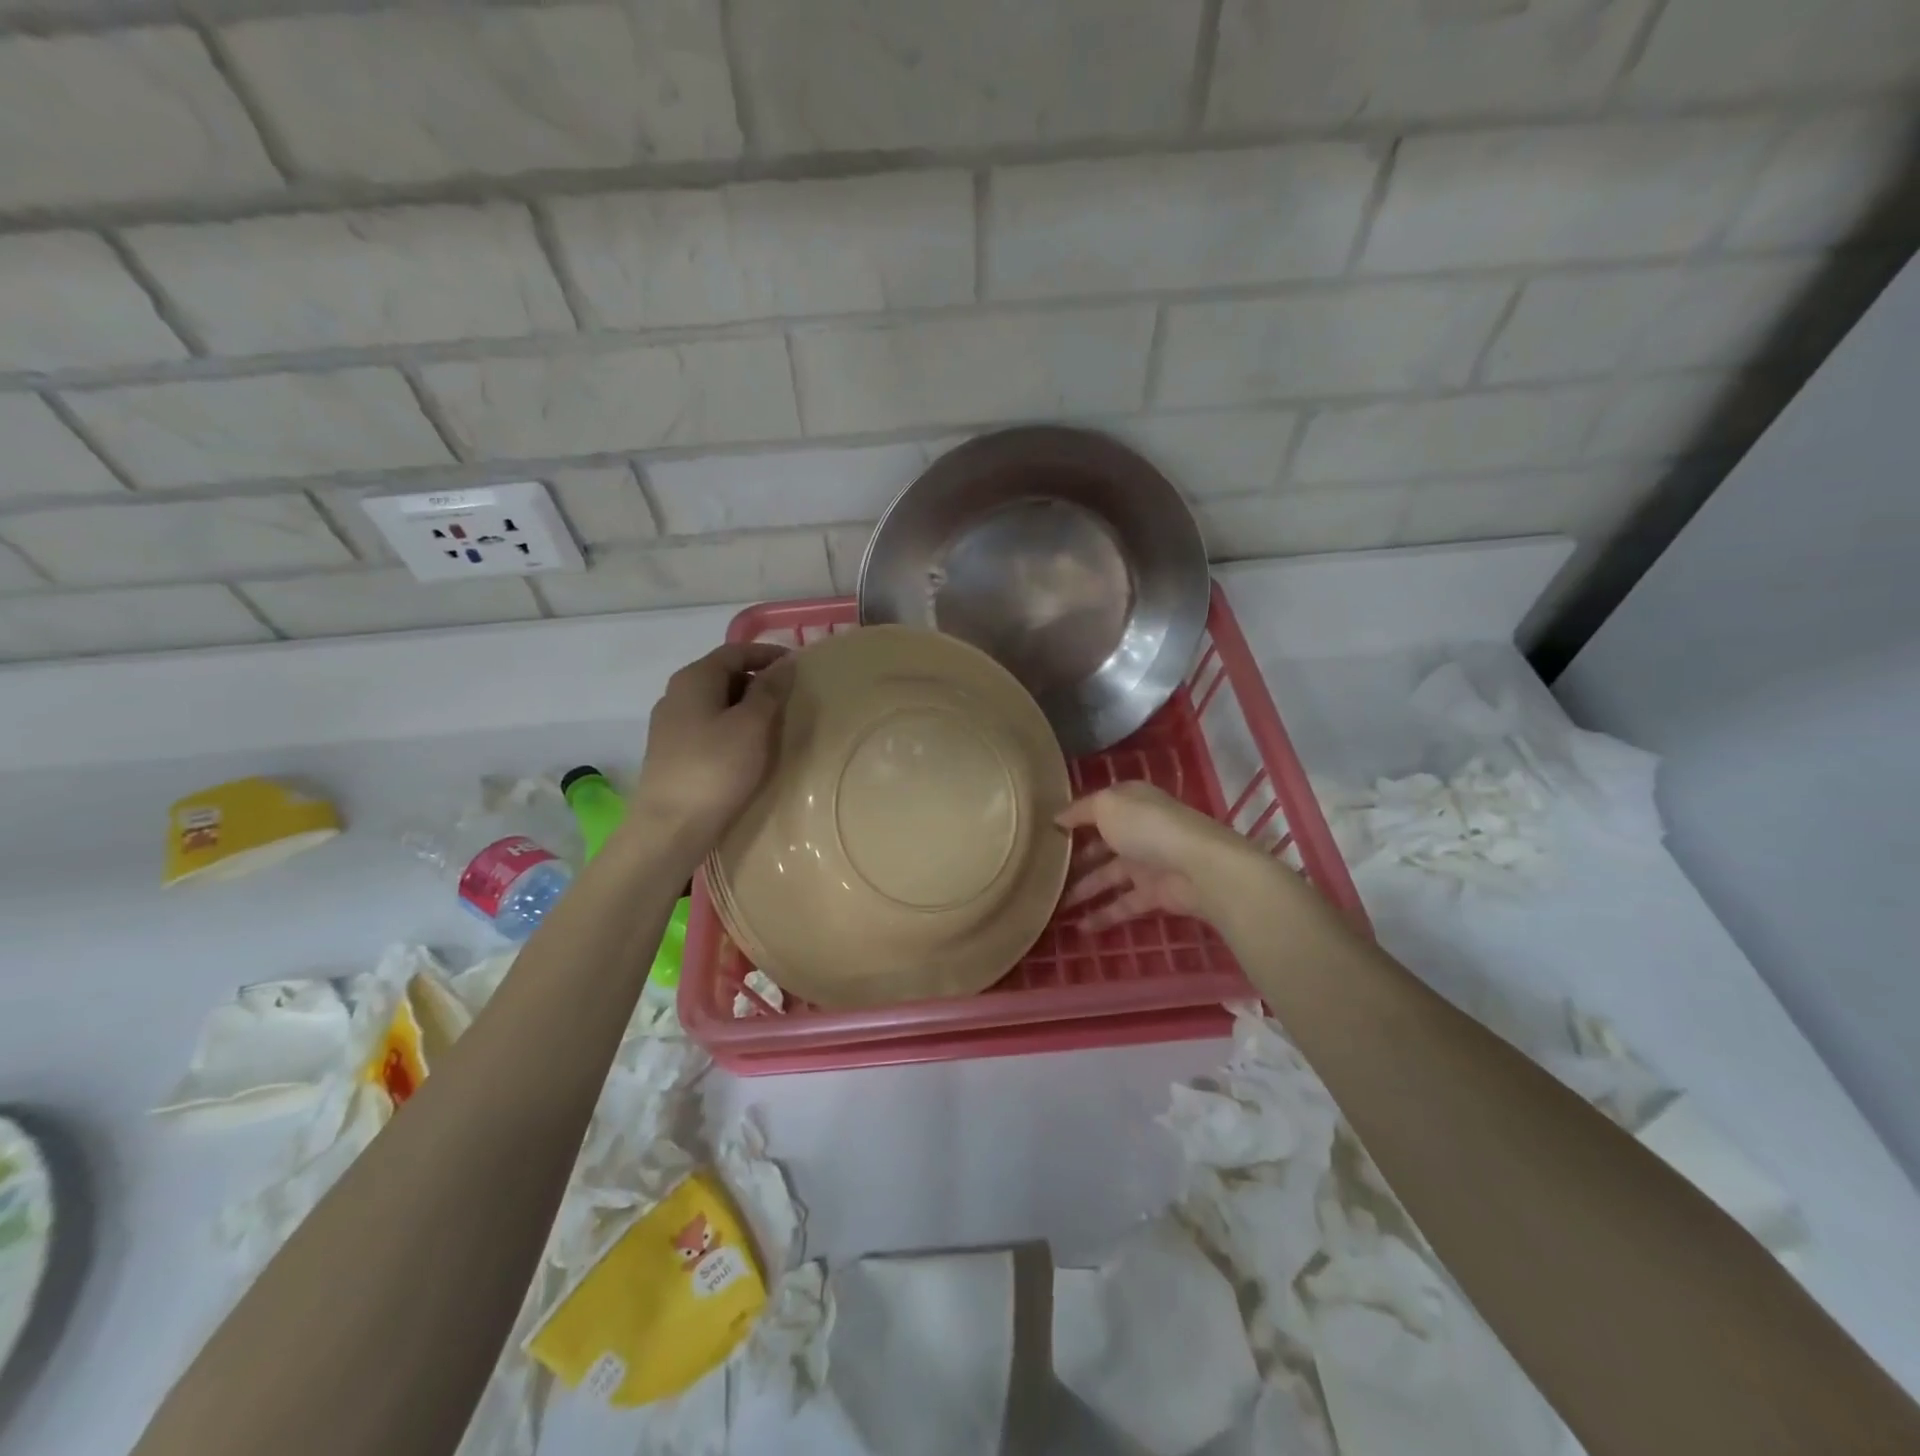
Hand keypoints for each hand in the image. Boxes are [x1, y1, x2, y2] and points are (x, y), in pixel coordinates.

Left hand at [632, 643, 793, 847]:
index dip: (767, 654)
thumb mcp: (752, 726)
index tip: (797, 666)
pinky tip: (749, 748)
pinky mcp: (672, 752)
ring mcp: (670, 725)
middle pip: (723, 674)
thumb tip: (783, 664)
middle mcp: (676, 695)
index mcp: (693, 679)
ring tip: (775, 723)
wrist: (670, 827)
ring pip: (715, 702)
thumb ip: (769, 691)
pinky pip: (708, 726)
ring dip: (745, 706)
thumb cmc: (715, 769)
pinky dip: (732, 727)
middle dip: (757, 680)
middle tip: (790, 697)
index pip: (734, 651)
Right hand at [1057, 782, 1261, 930]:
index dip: (1073, 819)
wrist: (1197, 867)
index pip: (1096, 808)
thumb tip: (1057, 817)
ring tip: (1054, 905)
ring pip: (1108, 877)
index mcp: (1129, 803)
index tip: (1045, 833)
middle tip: (1044, 873)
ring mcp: (1146, 863)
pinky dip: (1103, 916)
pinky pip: (1123, 905)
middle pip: (1101, 844)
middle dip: (1075, 858)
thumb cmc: (1146, 826)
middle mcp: (1137, 830)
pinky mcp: (1154, 894)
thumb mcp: (1107, 806)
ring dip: (1083, 890)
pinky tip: (1079, 927)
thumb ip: (1080, 811)